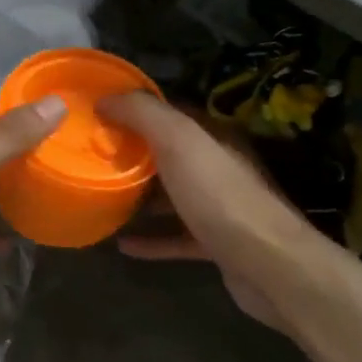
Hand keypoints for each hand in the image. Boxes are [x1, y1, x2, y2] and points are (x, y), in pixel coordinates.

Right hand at [98, 92, 315, 331]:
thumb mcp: (180, 142)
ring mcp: (220, 208)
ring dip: (142, 197)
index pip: (172, 113)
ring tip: (103, 198)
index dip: (136, 109)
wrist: (268, 264)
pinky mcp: (216, 244)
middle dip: (134, 154)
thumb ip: (144, 114)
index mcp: (214, 137)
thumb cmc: (220, 196)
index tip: (99, 113)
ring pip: (173, 196)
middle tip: (93, 157)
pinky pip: (176, 237)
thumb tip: (107, 97)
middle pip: (170, 155)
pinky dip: (152, 239)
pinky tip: (124, 245)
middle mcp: (219, 167)